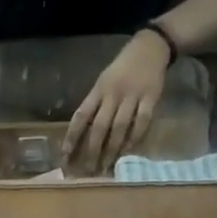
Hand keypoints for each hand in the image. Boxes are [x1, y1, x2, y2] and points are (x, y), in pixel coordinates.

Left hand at [64, 30, 168, 173]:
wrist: (150, 47)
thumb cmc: (122, 68)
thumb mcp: (104, 81)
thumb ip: (95, 104)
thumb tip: (83, 133)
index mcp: (99, 89)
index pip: (81, 115)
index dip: (72, 136)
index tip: (65, 155)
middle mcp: (113, 94)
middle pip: (100, 126)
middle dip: (92, 150)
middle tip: (88, 170)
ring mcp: (132, 96)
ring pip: (119, 127)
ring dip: (112, 149)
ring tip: (106, 166)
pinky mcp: (150, 97)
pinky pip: (141, 122)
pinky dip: (135, 138)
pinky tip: (128, 150)